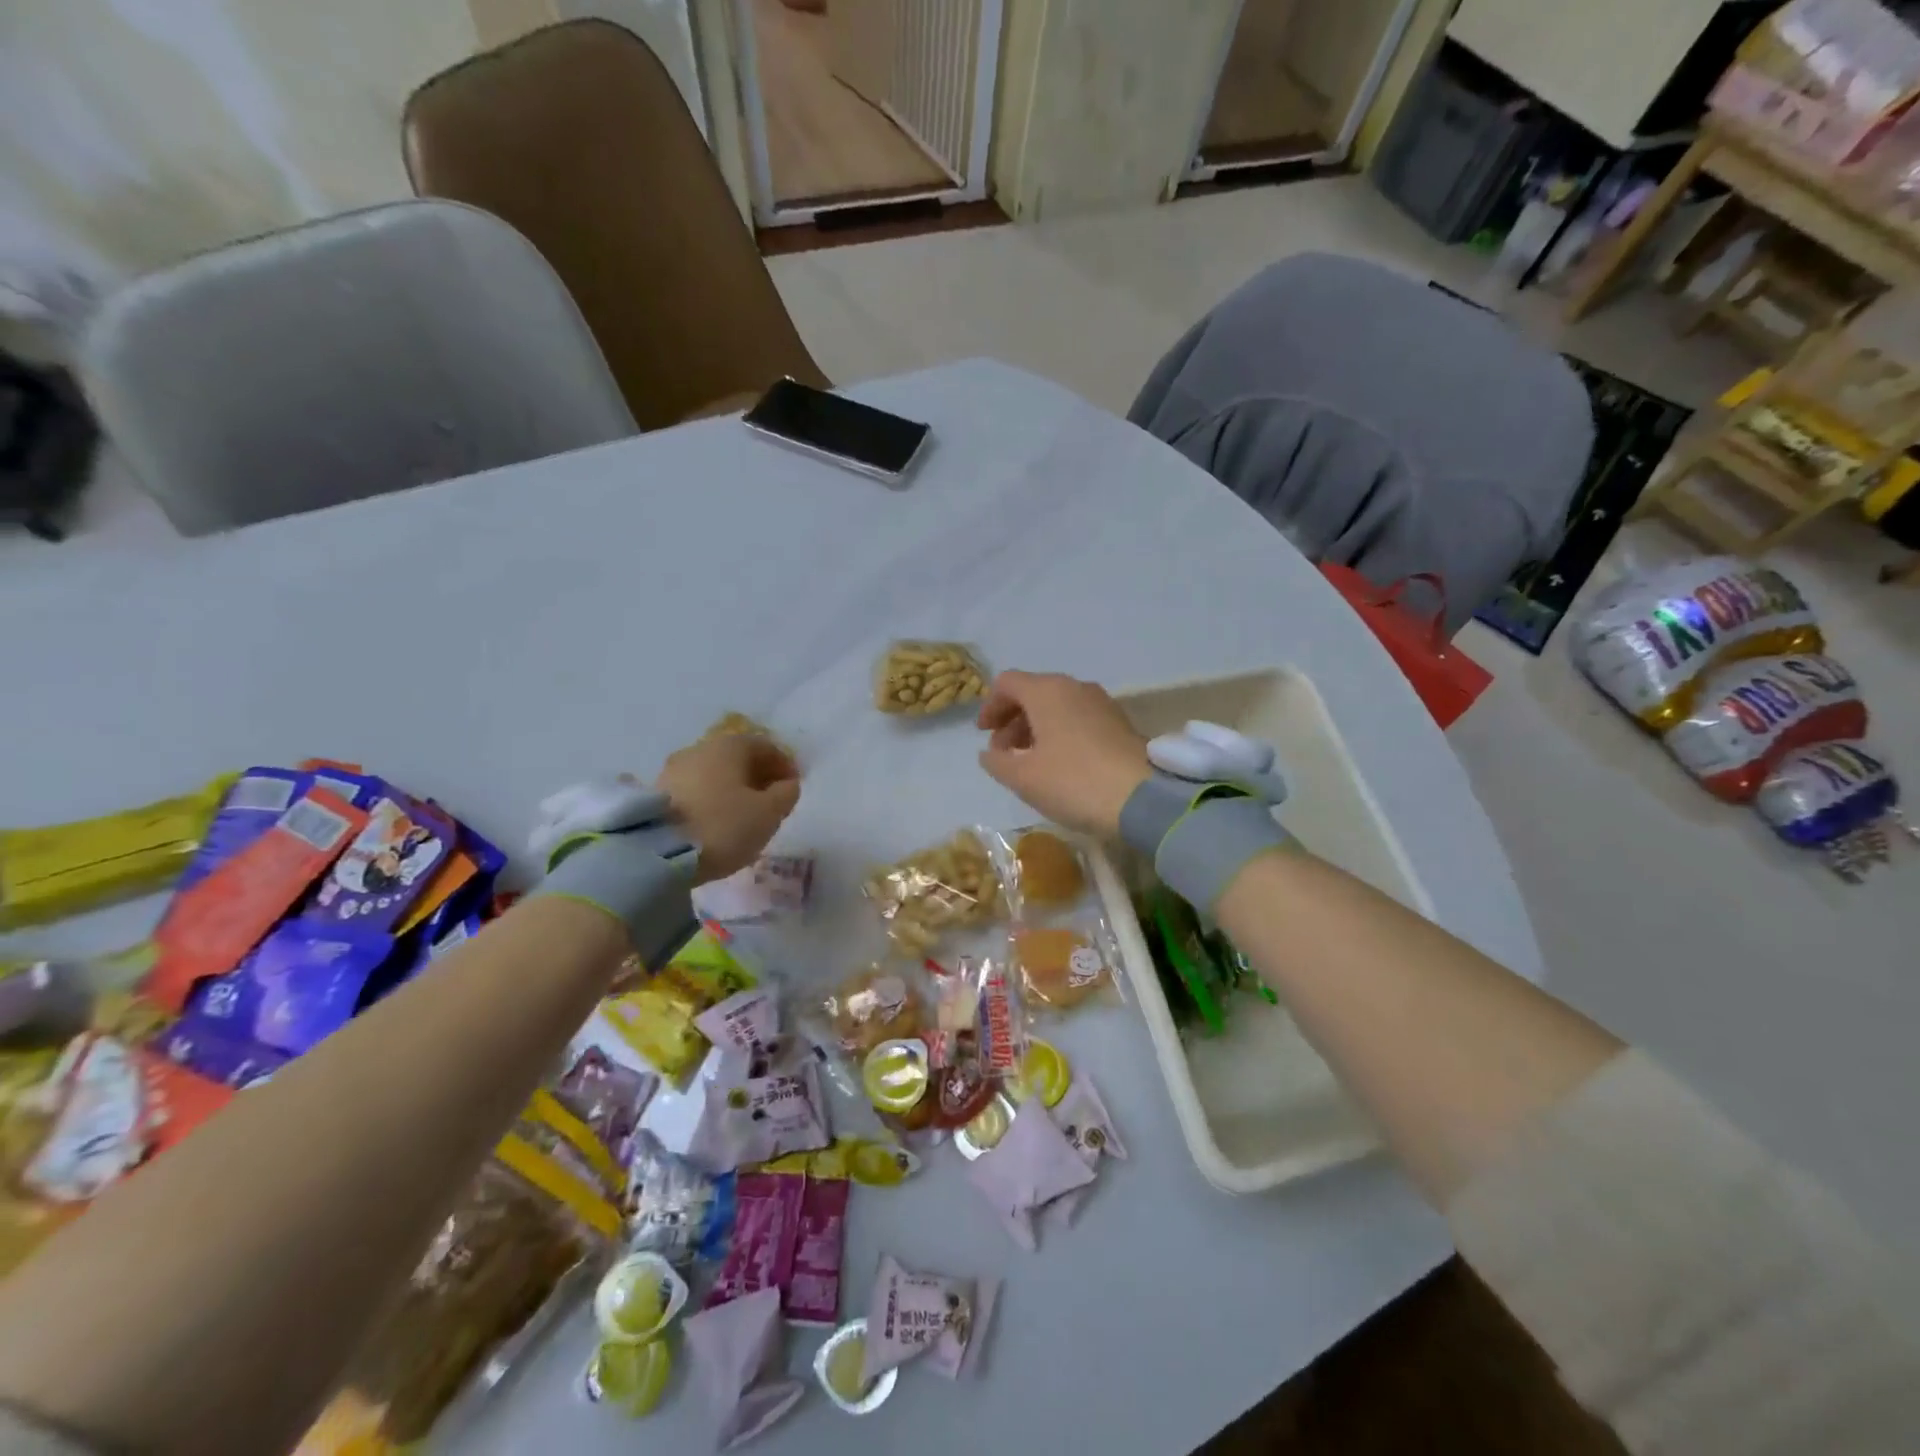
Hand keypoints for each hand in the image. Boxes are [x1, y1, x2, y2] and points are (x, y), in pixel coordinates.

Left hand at [658, 734, 800, 883]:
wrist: (658, 854)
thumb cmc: (723, 826)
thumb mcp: (768, 814)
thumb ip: (786, 794)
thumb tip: (787, 784)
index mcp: (729, 746)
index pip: (765, 746)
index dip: (784, 765)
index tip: (793, 788)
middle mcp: (699, 749)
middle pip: (737, 757)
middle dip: (757, 776)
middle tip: (771, 802)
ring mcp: (673, 769)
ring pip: (714, 774)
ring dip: (733, 788)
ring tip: (743, 815)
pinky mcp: (656, 793)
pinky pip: (695, 789)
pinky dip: (711, 799)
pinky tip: (716, 821)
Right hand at [976, 671, 1150, 836]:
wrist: (1143, 798)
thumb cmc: (1073, 781)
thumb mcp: (1023, 777)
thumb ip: (997, 761)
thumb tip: (989, 752)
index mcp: (1046, 691)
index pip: (1007, 683)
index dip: (990, 706)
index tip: (983, 734)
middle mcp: (1074, 687)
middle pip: (1033, 692)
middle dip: (1012, 720)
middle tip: (1003, 753)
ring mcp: (1101, 703)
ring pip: (1057, 706)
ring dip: (1036, 728)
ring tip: (1029, 762)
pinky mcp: (1119, 723)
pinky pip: (1078, 718)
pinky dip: (1060, 733)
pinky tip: (1059, 764)